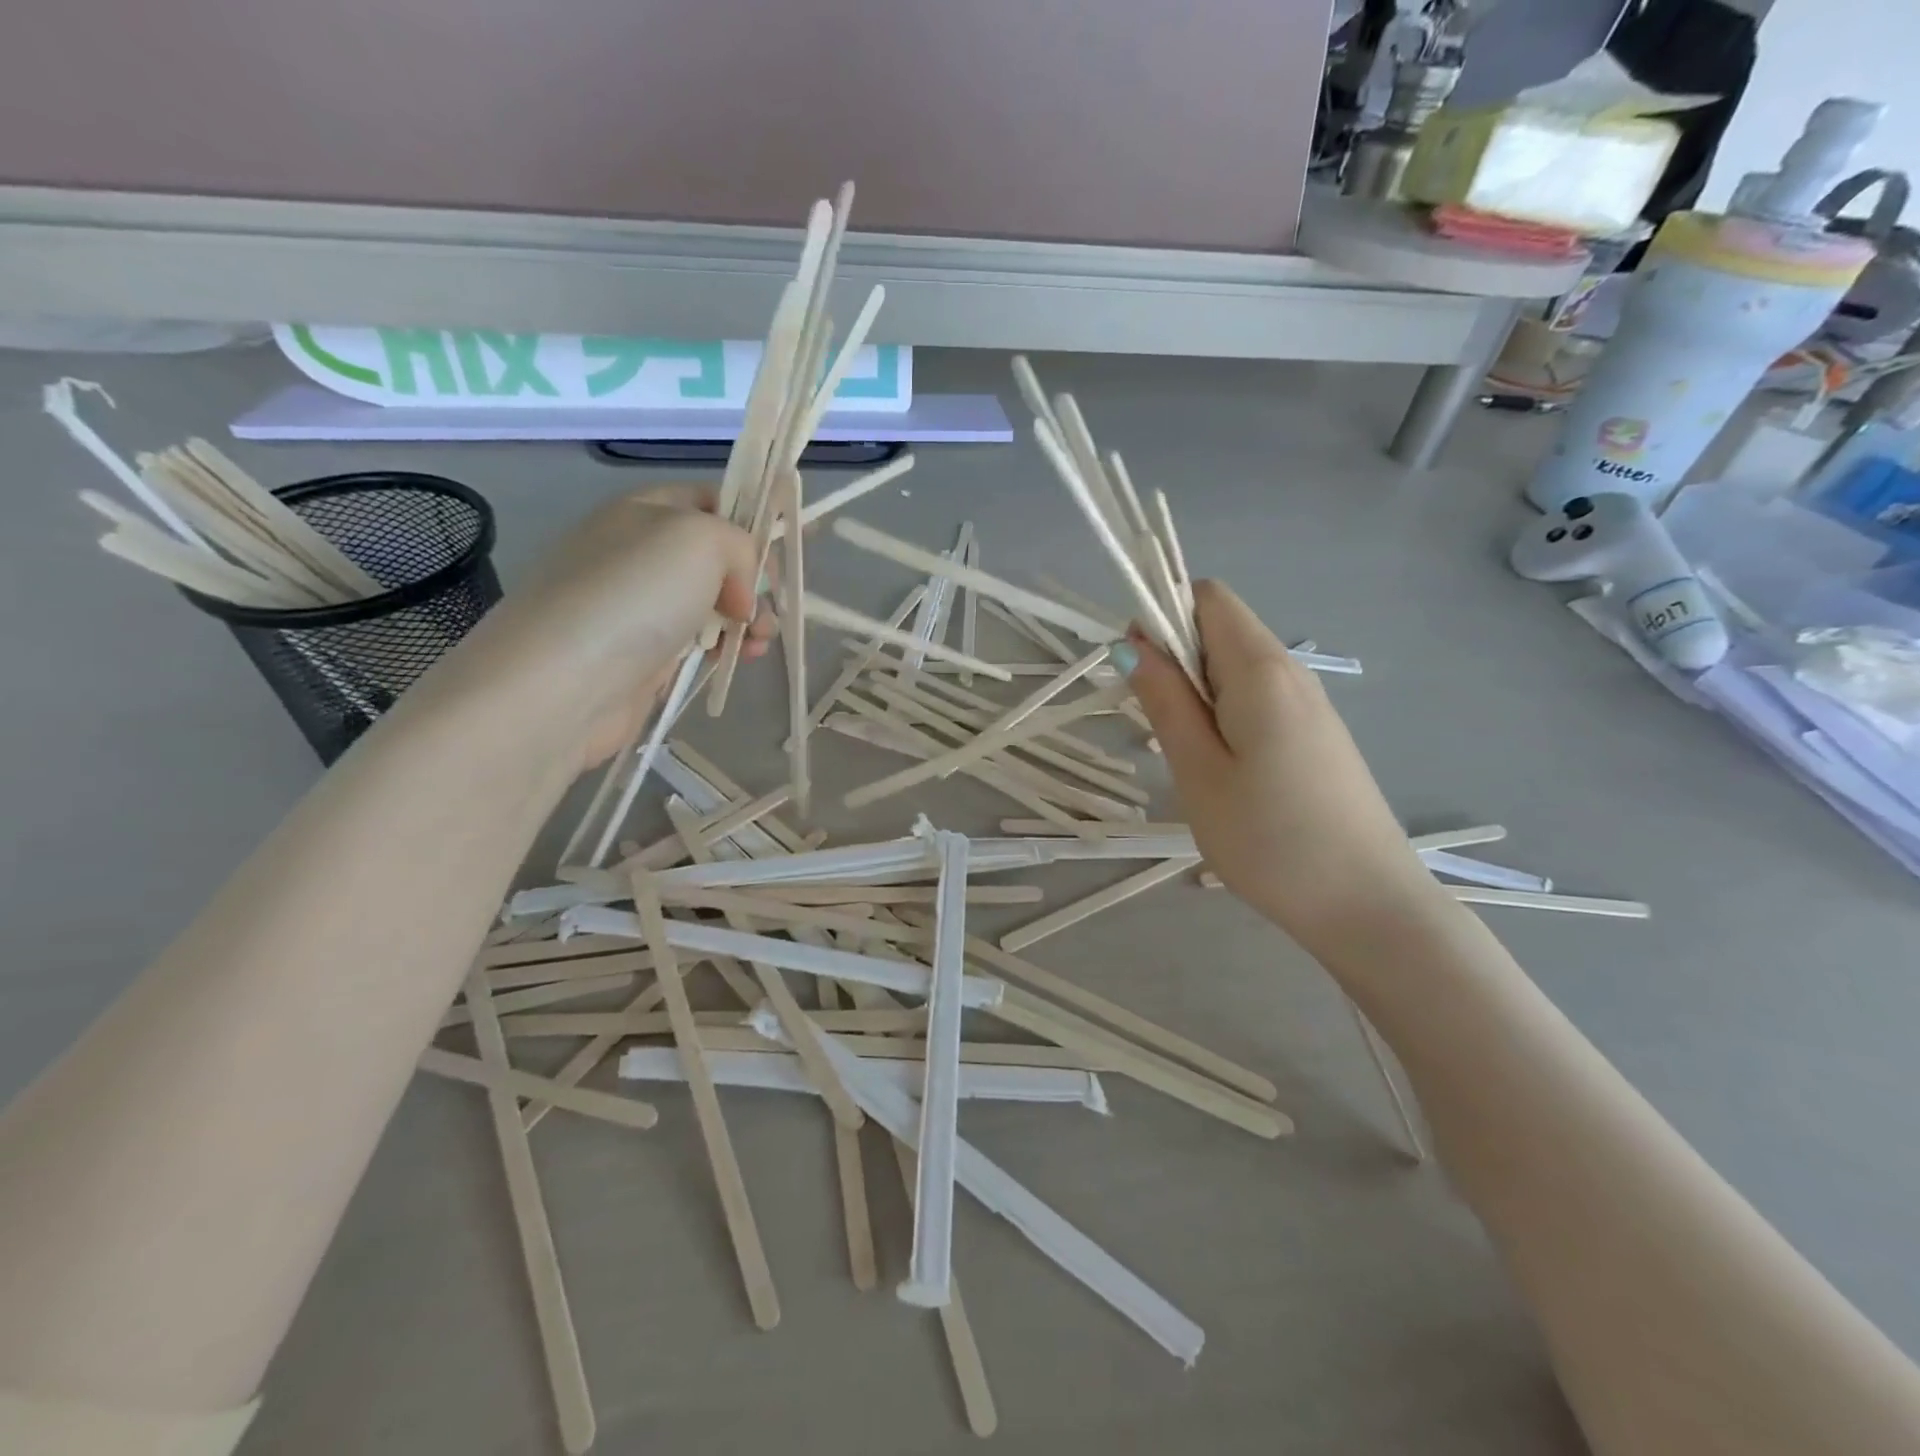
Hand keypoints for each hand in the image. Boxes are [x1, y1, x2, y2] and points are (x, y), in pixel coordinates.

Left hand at [442, 485, 776, 766]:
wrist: (566, 680)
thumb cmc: (635, 594)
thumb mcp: (702, 539)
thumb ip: (741, 546)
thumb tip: (740, 593)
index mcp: (647, 510)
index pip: (712, 500)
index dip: (752, 522)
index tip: (779, 557)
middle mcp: (642, 553)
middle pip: (719, 558)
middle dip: (755, 581)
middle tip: (766, 608)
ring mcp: (643, 607)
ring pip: (715, 604)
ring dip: (748, 619)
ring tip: (758, 641)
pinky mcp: (647, 656)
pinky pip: (700, 643)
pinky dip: (727, 649)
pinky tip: (741, 660)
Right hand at [1123, 580, 1438, 954]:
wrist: (1367, 906)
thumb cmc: (1270, 839)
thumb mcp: (1198, 770)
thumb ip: (1165, 700)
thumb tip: (1134, 643)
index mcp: (1261, 668)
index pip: (1207, 596)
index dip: (1163, 616)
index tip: (1138, 670)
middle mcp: (1291, 671)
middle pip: (1221, 628)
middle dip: (1176, 659)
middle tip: (1157, 726)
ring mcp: (1310, 704)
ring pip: (1237, 667)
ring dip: (1198, 692)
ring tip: (1187, 756)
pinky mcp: (1317, 734)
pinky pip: (1258, 698)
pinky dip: (1225, 714)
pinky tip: (1223, 769)